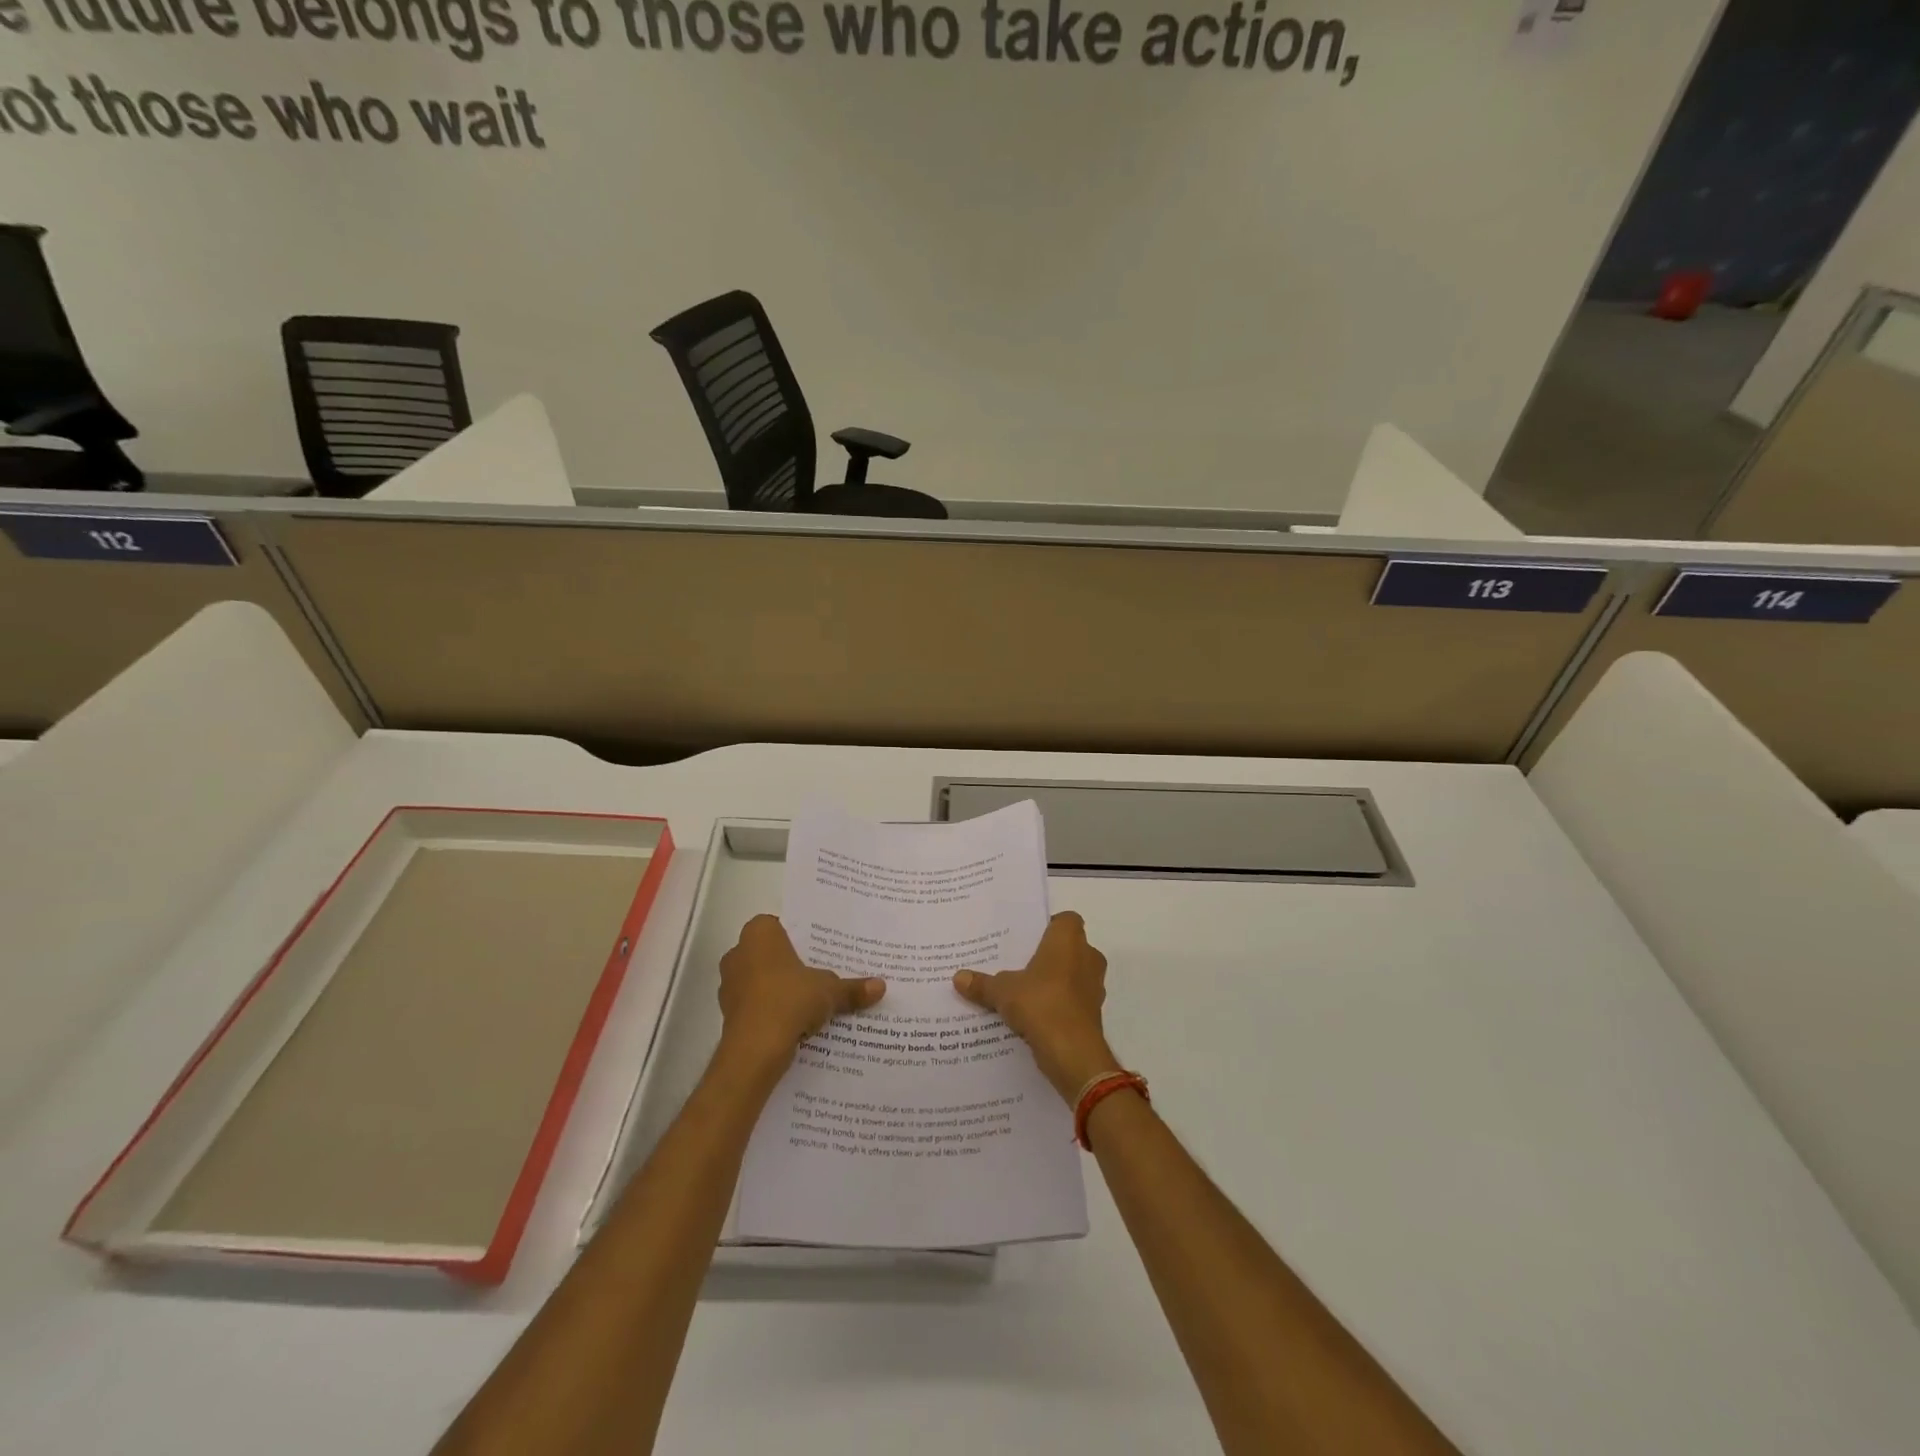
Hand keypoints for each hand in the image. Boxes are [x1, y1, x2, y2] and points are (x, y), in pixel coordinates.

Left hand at [718, 916, 885, 1071]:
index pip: (780, 926)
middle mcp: (738, 953)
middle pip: (770, 954)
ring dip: (780, 990)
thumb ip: (852, 988)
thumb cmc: (789, 1000)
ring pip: (761, 980)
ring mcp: (729, 985)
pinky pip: (755, 1005)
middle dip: (791, 964)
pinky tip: (794, 1024)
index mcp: (759, 934)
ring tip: (810, 1002)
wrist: (754, 1050)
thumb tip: (881, 986)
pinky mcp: (728, 1014)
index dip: (800, 937)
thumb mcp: (829, 991)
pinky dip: (771, 1011)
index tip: (820, 950)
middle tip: (819, 974)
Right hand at [953, 912, 1119, 1102]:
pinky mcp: (1093, 1013)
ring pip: (1073, 975)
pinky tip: (1034, 1016)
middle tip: (1020, 963)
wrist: (1072, 1052)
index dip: (1049, 926)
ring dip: (1055, 982)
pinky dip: (1059, 1005)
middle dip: (1049, 956)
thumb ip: (982, 983)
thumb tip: (958, 977)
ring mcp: (1094, 987)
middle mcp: (1088, 957)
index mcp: (1068, 940)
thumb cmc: (1041, 1003)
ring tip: (1024, 991)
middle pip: (1069, 948)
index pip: (1066, 920)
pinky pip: (1073, 1000)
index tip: (1027, 939)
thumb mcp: (1002, 991)